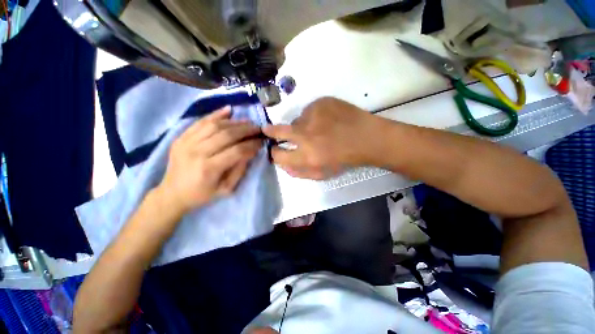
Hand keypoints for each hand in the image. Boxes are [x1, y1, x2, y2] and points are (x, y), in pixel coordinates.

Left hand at [157, 106, 261, 214]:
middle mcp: (197, 152)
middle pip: (227, 135)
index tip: (261, 141)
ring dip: (235, 122)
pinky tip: (229, 110)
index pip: (237, 151)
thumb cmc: (202, 194)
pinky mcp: (181, 137)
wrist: (172, 193)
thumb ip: (239, 170)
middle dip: (246, 130)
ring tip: (247, 122)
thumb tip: (251, 152)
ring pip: (215, 126)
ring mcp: (186, 142)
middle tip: (258, 129)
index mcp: (209, 168)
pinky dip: (216, 114)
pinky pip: (200, 122)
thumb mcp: (226, 189)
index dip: (252, 144)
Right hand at [263, 97, 383, 179]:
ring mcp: (313, 115)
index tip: (276, 150)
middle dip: (270, 132)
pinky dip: (312, 117)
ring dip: (300, 127)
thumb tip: (283, 165)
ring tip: (316, 129)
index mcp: (307, 156)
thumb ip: (300, 172)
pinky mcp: (321, 102)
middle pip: (277, 131)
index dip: (275, 153)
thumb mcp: (322, 173)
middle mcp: (305, 135)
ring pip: (296, 121)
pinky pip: (308, 111)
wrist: (367, 138)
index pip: (278, 155)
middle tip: (267, 130)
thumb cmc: (345, 159)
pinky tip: (326, 120)